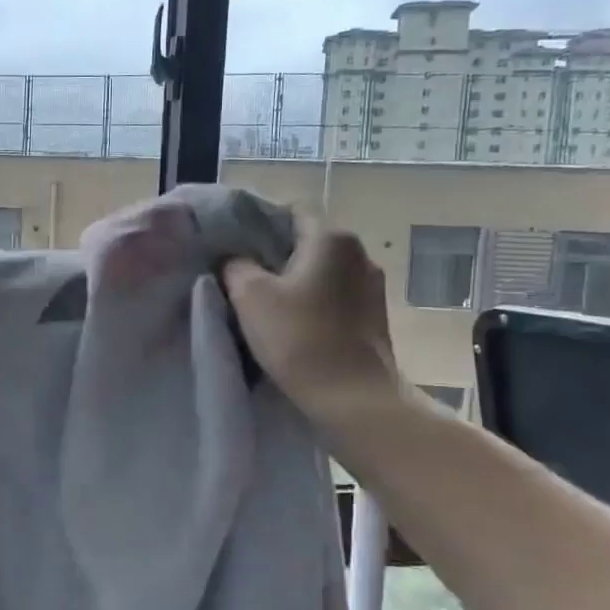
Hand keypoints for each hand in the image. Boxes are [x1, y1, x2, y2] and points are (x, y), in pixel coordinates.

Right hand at [222, 212, 422, 462]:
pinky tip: (293, 325)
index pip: (292, 209)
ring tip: (265, 303)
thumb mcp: (250, 296)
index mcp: (331, 238)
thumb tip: (235, 260)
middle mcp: (359, 253)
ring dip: (295, 281)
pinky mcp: (374, 318)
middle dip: (275, 254)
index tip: (235, 244)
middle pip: (308, 240)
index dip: (261, 220)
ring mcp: (371, 287)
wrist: (353, 400)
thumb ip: (236, 266)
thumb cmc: (299, 339)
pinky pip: (334, 297)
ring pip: (322, 271)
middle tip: (242, 275)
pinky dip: (313, 303)